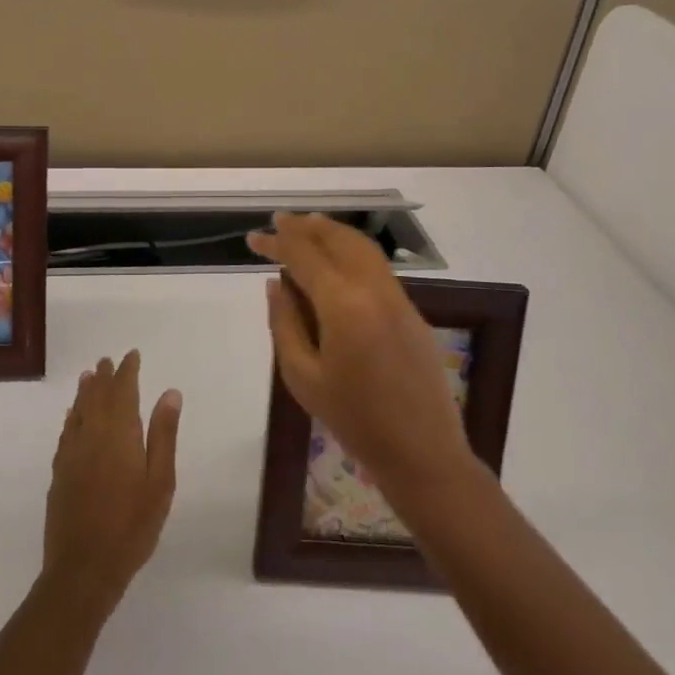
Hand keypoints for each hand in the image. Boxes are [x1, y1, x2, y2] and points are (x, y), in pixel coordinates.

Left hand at [42, 351, 181, 615]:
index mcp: (119, 434)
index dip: (127, 371)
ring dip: (85, 392)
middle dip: (105, 377)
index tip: (132, 355)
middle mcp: (92, 435)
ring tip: (88, 375)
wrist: (84, 568)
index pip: (123, 391)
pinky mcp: (59, 473)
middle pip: (97, 397)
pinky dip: (71, 417)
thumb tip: (170, 393)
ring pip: (78, 411)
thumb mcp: (160, 482)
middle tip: (108, 360)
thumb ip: (163, 435)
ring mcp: (71, 454)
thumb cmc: (132, 525)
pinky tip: (72, 416)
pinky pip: (66, 432)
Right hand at [249, 213, 474, 497]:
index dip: (277, 242)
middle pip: (338, 240)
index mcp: (343, 306)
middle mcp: (374, 290)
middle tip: (279, 222)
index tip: (253, 237)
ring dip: (332, 233)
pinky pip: (377, 268)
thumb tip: (276, 283)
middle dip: (306, 227)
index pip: (304, 256)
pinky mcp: (412, 312)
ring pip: (363, 248)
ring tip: (306, 227)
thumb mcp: (302, 376)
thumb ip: (284, 323)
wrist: (421, 452)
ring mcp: (399, 299)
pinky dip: (352, 252)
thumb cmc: (353, 420)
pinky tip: (337, 263)